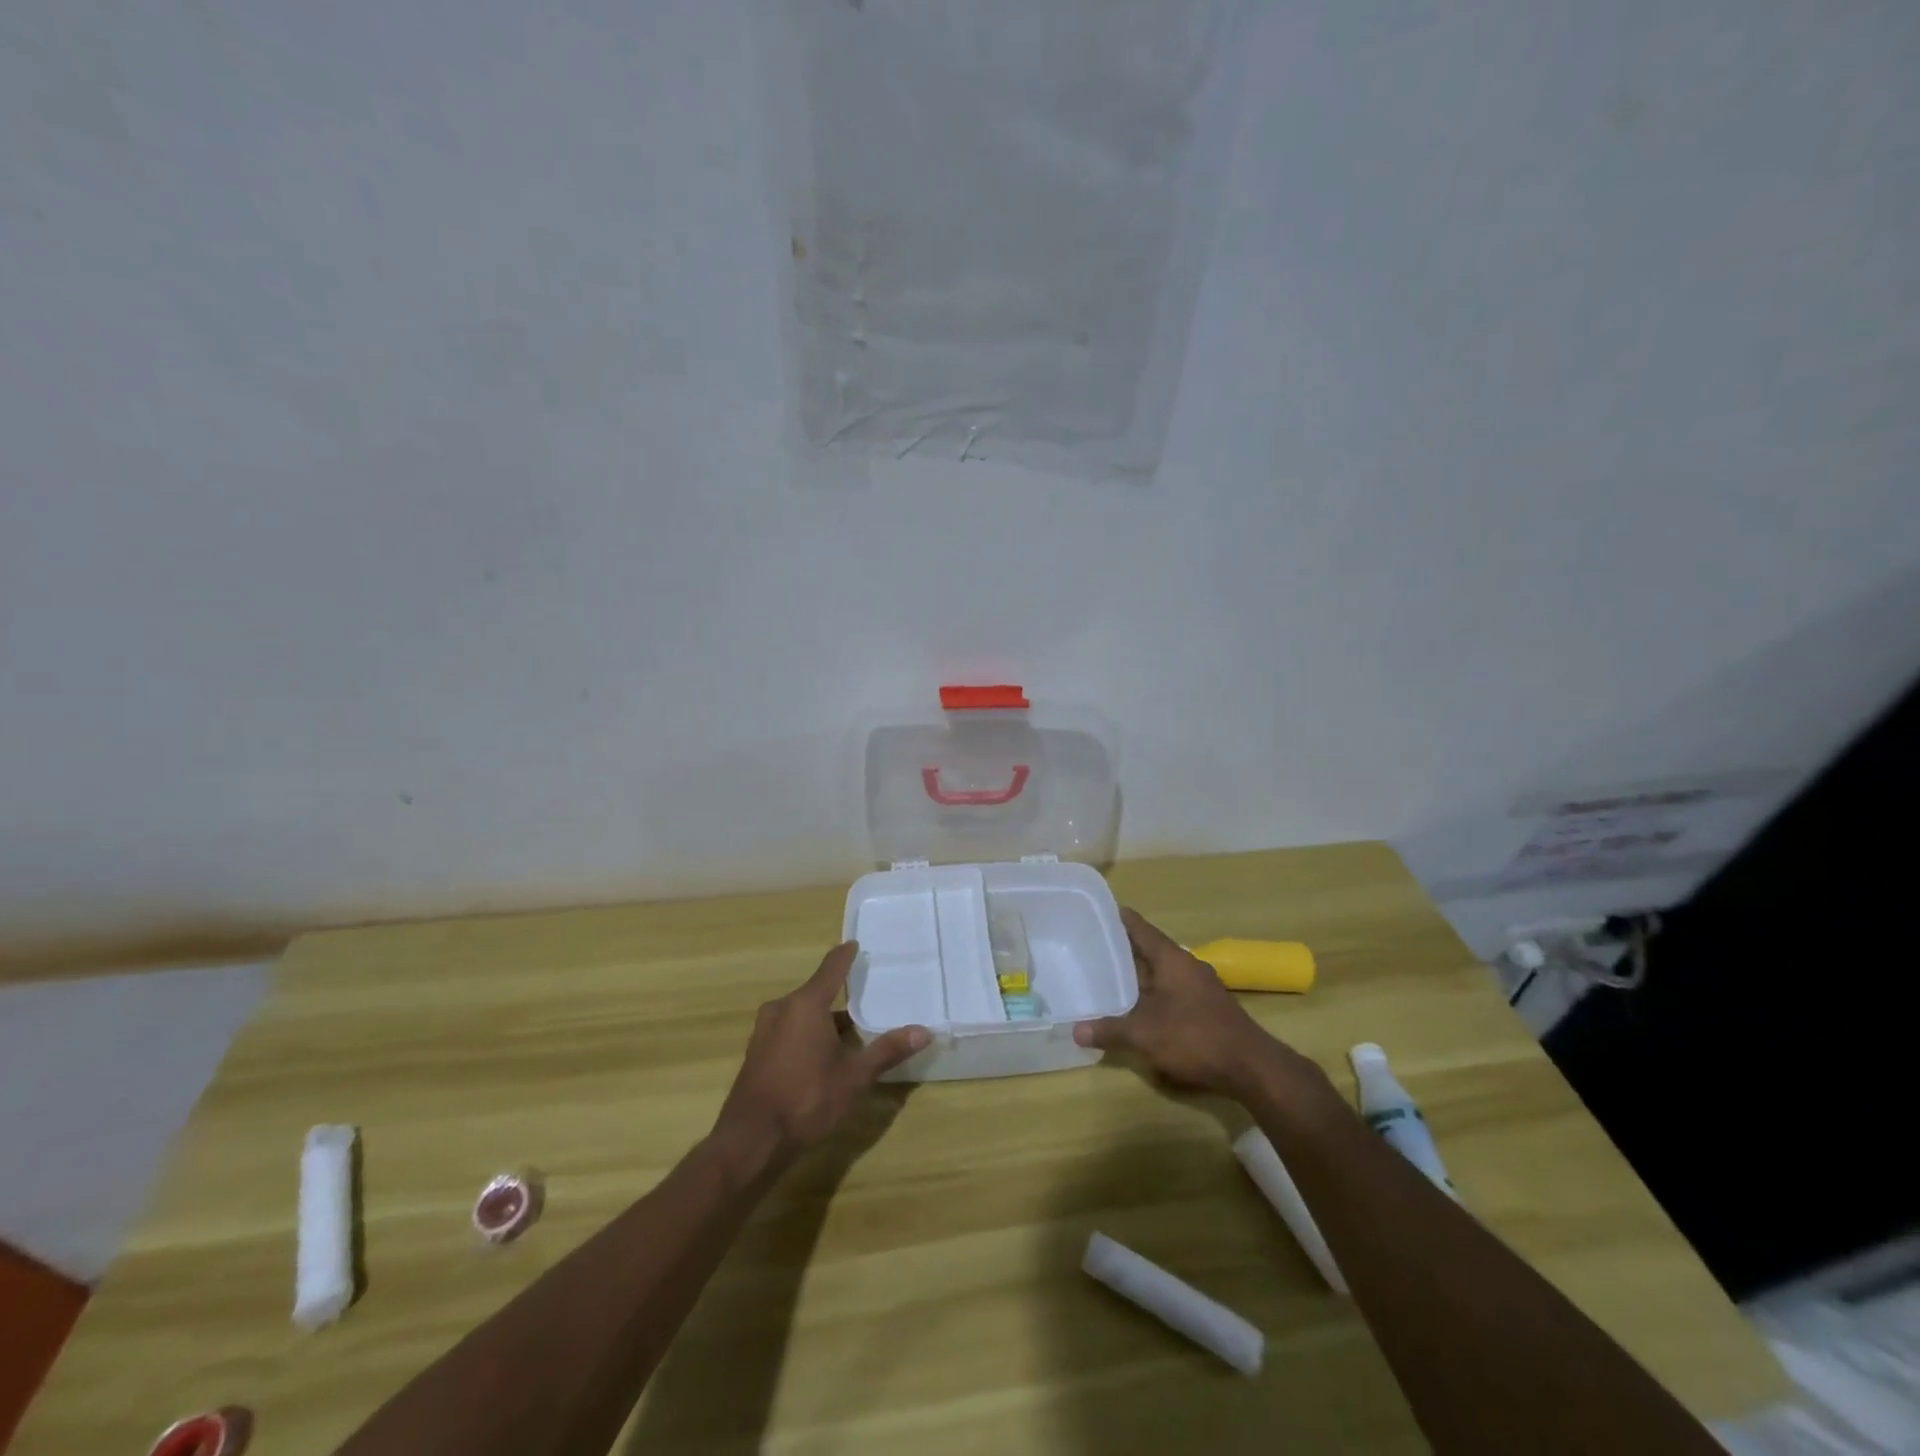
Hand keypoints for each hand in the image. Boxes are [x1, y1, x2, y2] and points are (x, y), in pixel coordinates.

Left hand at [712, 942, 929, 1167]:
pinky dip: (807, 1034)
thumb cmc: (806, 1099)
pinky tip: (822, 1056)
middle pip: (816, 992)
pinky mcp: (757, 1053)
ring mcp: (765, 1031)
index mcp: (806, 1004)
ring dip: (823, 1019)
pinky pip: (788, 1030)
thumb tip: (924, 1031)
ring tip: (850, 1032)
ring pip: (801, 1014)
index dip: (845, 956)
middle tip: (865, 998)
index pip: (831, 968)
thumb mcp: (854, 1076)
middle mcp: (782, 1009)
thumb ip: (887, 1051)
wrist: (751, 1140)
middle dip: (839, 995)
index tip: (855, 945)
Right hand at [1074, 909, 1323, 1102]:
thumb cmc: (1194, 1036)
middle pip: (1150, 951)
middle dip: (1124, 950)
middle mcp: (1187, 966)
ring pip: (1162, 974)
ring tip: (1109, 979)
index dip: (1119, 919)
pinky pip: (1172, 994)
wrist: (1251, 1067)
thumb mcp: (1144, 1034)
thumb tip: (1075, 1031)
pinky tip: (1138, 1010)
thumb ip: (1109, 1030)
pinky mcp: (1208, 1010)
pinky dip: (1153, 997)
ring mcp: (1200, 988)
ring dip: (1139, 977)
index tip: (1097, 911)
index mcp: (1172, 958)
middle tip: (1092, 948)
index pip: (1140, 928)